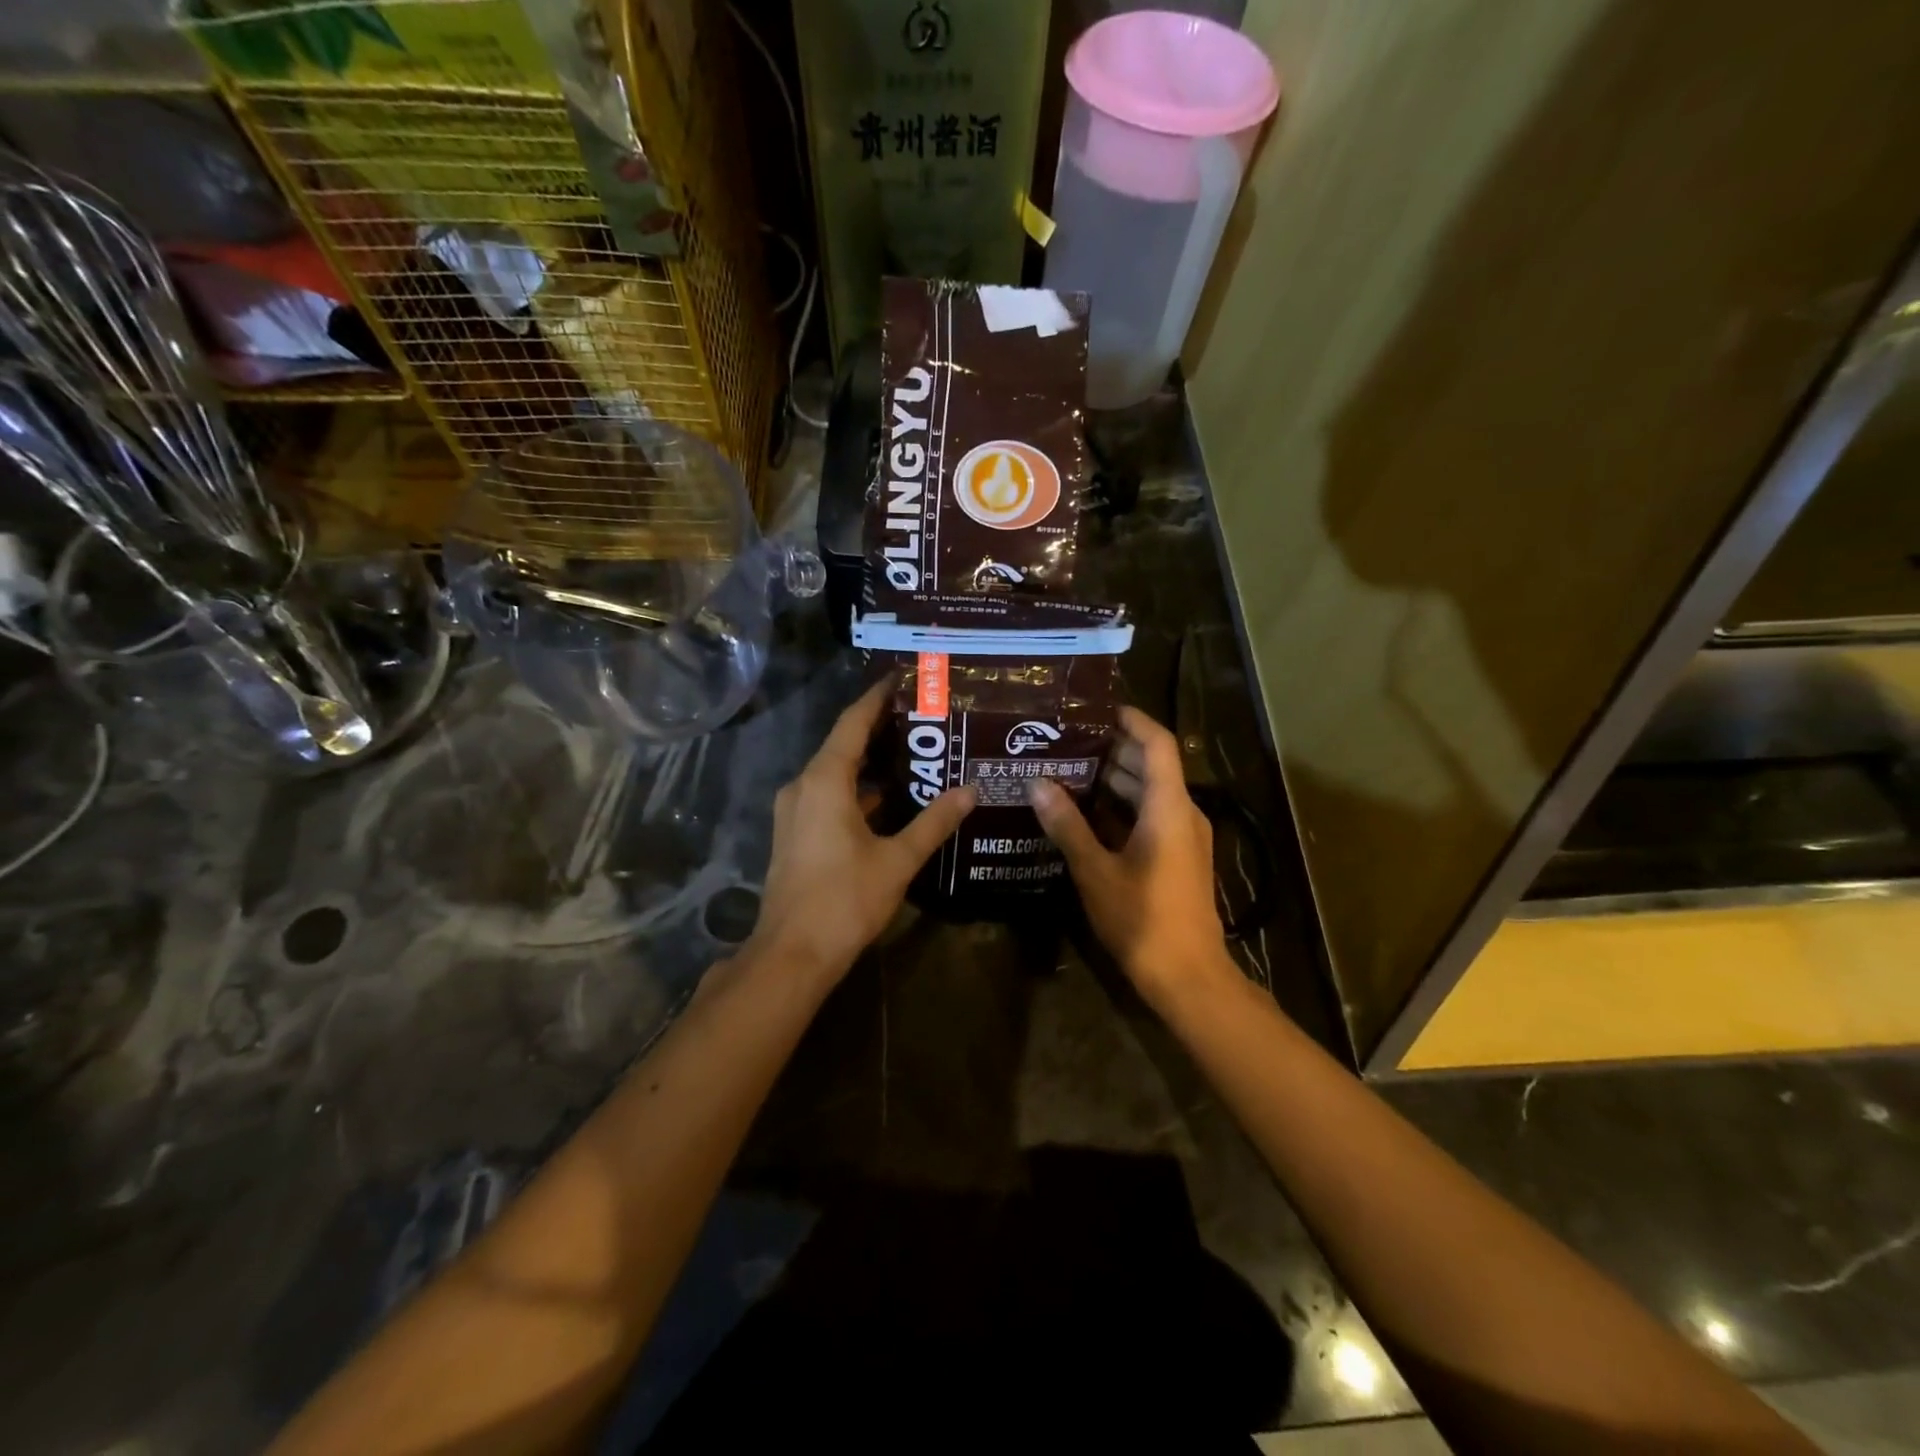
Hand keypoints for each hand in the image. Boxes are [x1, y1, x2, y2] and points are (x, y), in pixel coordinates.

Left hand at [751, 679, 974, 987]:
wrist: (792, 955)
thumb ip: (934, 822)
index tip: (904, 678)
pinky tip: (892, 798)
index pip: (853, 722)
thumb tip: (969, 791)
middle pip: (843, 744)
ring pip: (836, 773)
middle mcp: (803, 786)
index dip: (877, 698)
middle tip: (924, 716)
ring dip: (870, 763)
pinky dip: (858, 790)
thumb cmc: (845, 900)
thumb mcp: (897, 859)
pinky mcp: (797, 834)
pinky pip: (830, 796)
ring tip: (915, 753)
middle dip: (880, 729)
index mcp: (824, 780)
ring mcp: (796, 811)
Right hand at [1027, 706, 1230, 1008]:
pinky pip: (1152, 817)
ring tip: (1069, 770)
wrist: (1189, 977)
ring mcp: (1185, 838)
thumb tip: (1038, 784)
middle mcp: (1184, 814)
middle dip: (1113, 749)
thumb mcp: (1096, 871)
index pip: (1157, 744)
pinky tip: (1087, 814)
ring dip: (1116, 780)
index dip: (1131, 720)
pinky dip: (1123, 808)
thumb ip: (1067, 825)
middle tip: (1067, 740)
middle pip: (1152, 766)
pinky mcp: (1180, 859)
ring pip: (1151, 793)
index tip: (1096, 709)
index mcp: (1169, 808)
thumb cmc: (1143, 920)